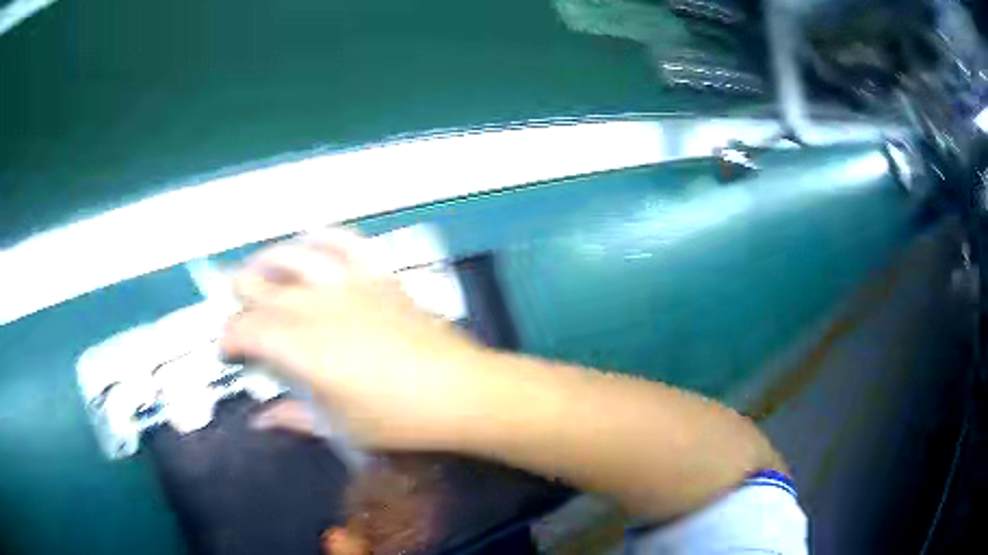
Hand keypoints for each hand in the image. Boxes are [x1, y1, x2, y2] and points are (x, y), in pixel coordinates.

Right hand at [221, 228, 488, 449]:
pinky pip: (342, 240)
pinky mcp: (376, 273)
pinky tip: (308, 244)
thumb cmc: (397, 420)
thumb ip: (292, 417)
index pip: (245, 330)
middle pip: (256, 286)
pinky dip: (319, 238)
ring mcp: (347, 284)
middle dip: (239, 300)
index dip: (228, 339)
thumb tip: (259, 420)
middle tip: (242, 319)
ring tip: (258, 274)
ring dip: (266, 263)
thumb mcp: (338, 427)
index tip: (230, 354)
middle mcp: (315, 307)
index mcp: (301, 350)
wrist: (458, 391)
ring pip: (290, 256)